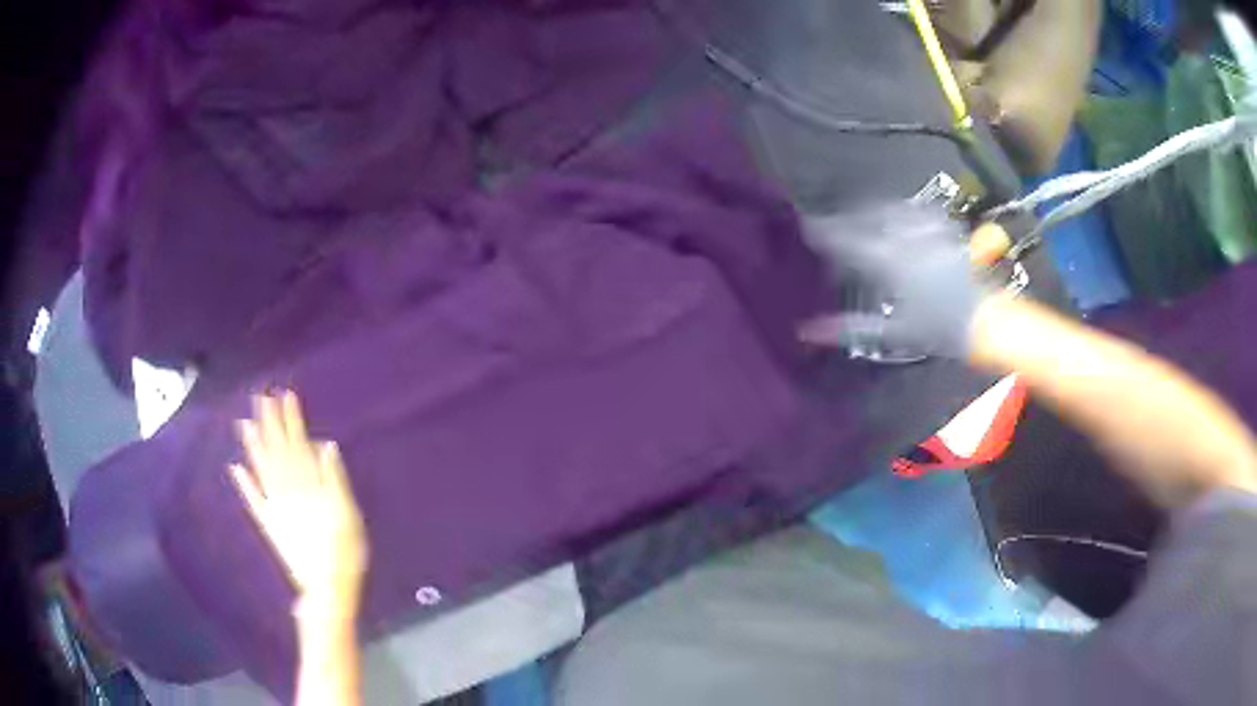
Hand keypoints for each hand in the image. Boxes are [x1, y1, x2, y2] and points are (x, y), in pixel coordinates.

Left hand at [230, 392, 367, 614]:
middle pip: (277, 452)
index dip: (291, 421)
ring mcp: (275, 507)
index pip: (297, 445)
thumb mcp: (348, 514)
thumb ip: (335, 480)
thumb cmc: (345, 552)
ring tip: (245, 423)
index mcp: (308, 486)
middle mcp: (287, 491)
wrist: (328, 588)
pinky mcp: (269, 525)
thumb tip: (326, 446)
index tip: (284, 397)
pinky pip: (254, 501)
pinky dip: (244, 484)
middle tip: (260, 398)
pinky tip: (235, 468)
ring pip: (262, 470)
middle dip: (269, 424)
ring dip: (253, 446)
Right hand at [800, 203, 984, 357]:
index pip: (850, 241)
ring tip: (861, 215)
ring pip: (893, 209)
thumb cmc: (939, 330)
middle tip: (832, 224)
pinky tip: (900, 214)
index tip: (810, 229)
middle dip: (846, 217)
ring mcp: (928, 233)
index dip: (826, 233)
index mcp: (892, 265)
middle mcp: (908, 241)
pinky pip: (919, 210)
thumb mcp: (893, 333)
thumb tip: (810, 331)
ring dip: (872, 209)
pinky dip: (903, 210)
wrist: (984, 322)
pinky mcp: (945, 231)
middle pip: (869, 217)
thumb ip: (852, 327)